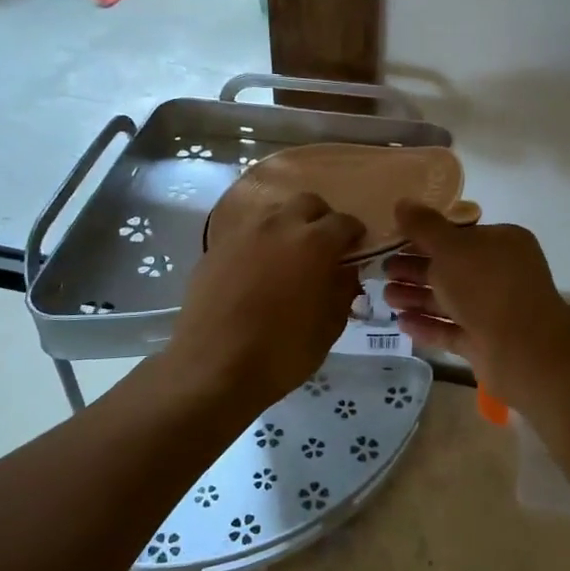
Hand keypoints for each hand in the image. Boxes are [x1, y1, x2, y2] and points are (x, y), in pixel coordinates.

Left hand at [158, 192, 363, 411]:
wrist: (214, 367)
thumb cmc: (282, 351)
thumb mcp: (329, 326)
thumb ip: (342, 289)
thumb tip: (344, 270)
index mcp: (314, 242)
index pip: (345, 222)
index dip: (355, 235)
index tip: (356, 250)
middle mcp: (279, 225)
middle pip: (308, 203)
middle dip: (321, 219)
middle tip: (323, 247)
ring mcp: (243, 233)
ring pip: (274, 212)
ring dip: (288, 225)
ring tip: (288, 255)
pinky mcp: (216, 247)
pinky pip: (247, 232)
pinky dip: (260, 242)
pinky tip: (258, 270)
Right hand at [382, 201, 569, 405]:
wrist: (524, 350)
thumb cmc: (487, 287)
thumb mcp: (450, 248)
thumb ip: (424, 227)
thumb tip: (403, 203)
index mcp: (502, 243)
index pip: (459, 235)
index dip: (425, 238)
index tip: (395, 241)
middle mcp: (501, 274)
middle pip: (451, 268)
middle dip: (416, 270)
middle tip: (383, 272)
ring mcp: (495, 310)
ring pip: (449, 300)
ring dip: (417, 297)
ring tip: (386, 298)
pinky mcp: (486, 342)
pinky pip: (452, 329)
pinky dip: (428, 325)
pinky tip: (401, 324)